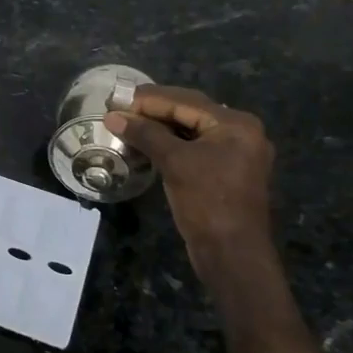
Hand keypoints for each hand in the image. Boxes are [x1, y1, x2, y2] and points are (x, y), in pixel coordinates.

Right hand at [105, 85, 275, 279]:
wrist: (231, 253)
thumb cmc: (206, 202)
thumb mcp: (174, 162)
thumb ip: (145, 134)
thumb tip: (112, 116)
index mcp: (236, 124)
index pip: (185, 101)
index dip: (148, 99)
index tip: (117, 99)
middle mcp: (240, 132)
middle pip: (190, 111)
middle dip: (153, 110)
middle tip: (120, 109)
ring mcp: (235, 153)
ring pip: (190, 130)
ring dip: (159, 127)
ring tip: (127, 124)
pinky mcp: (225, 171)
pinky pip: (194, 147)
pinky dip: (170, 143)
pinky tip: (146, 144)